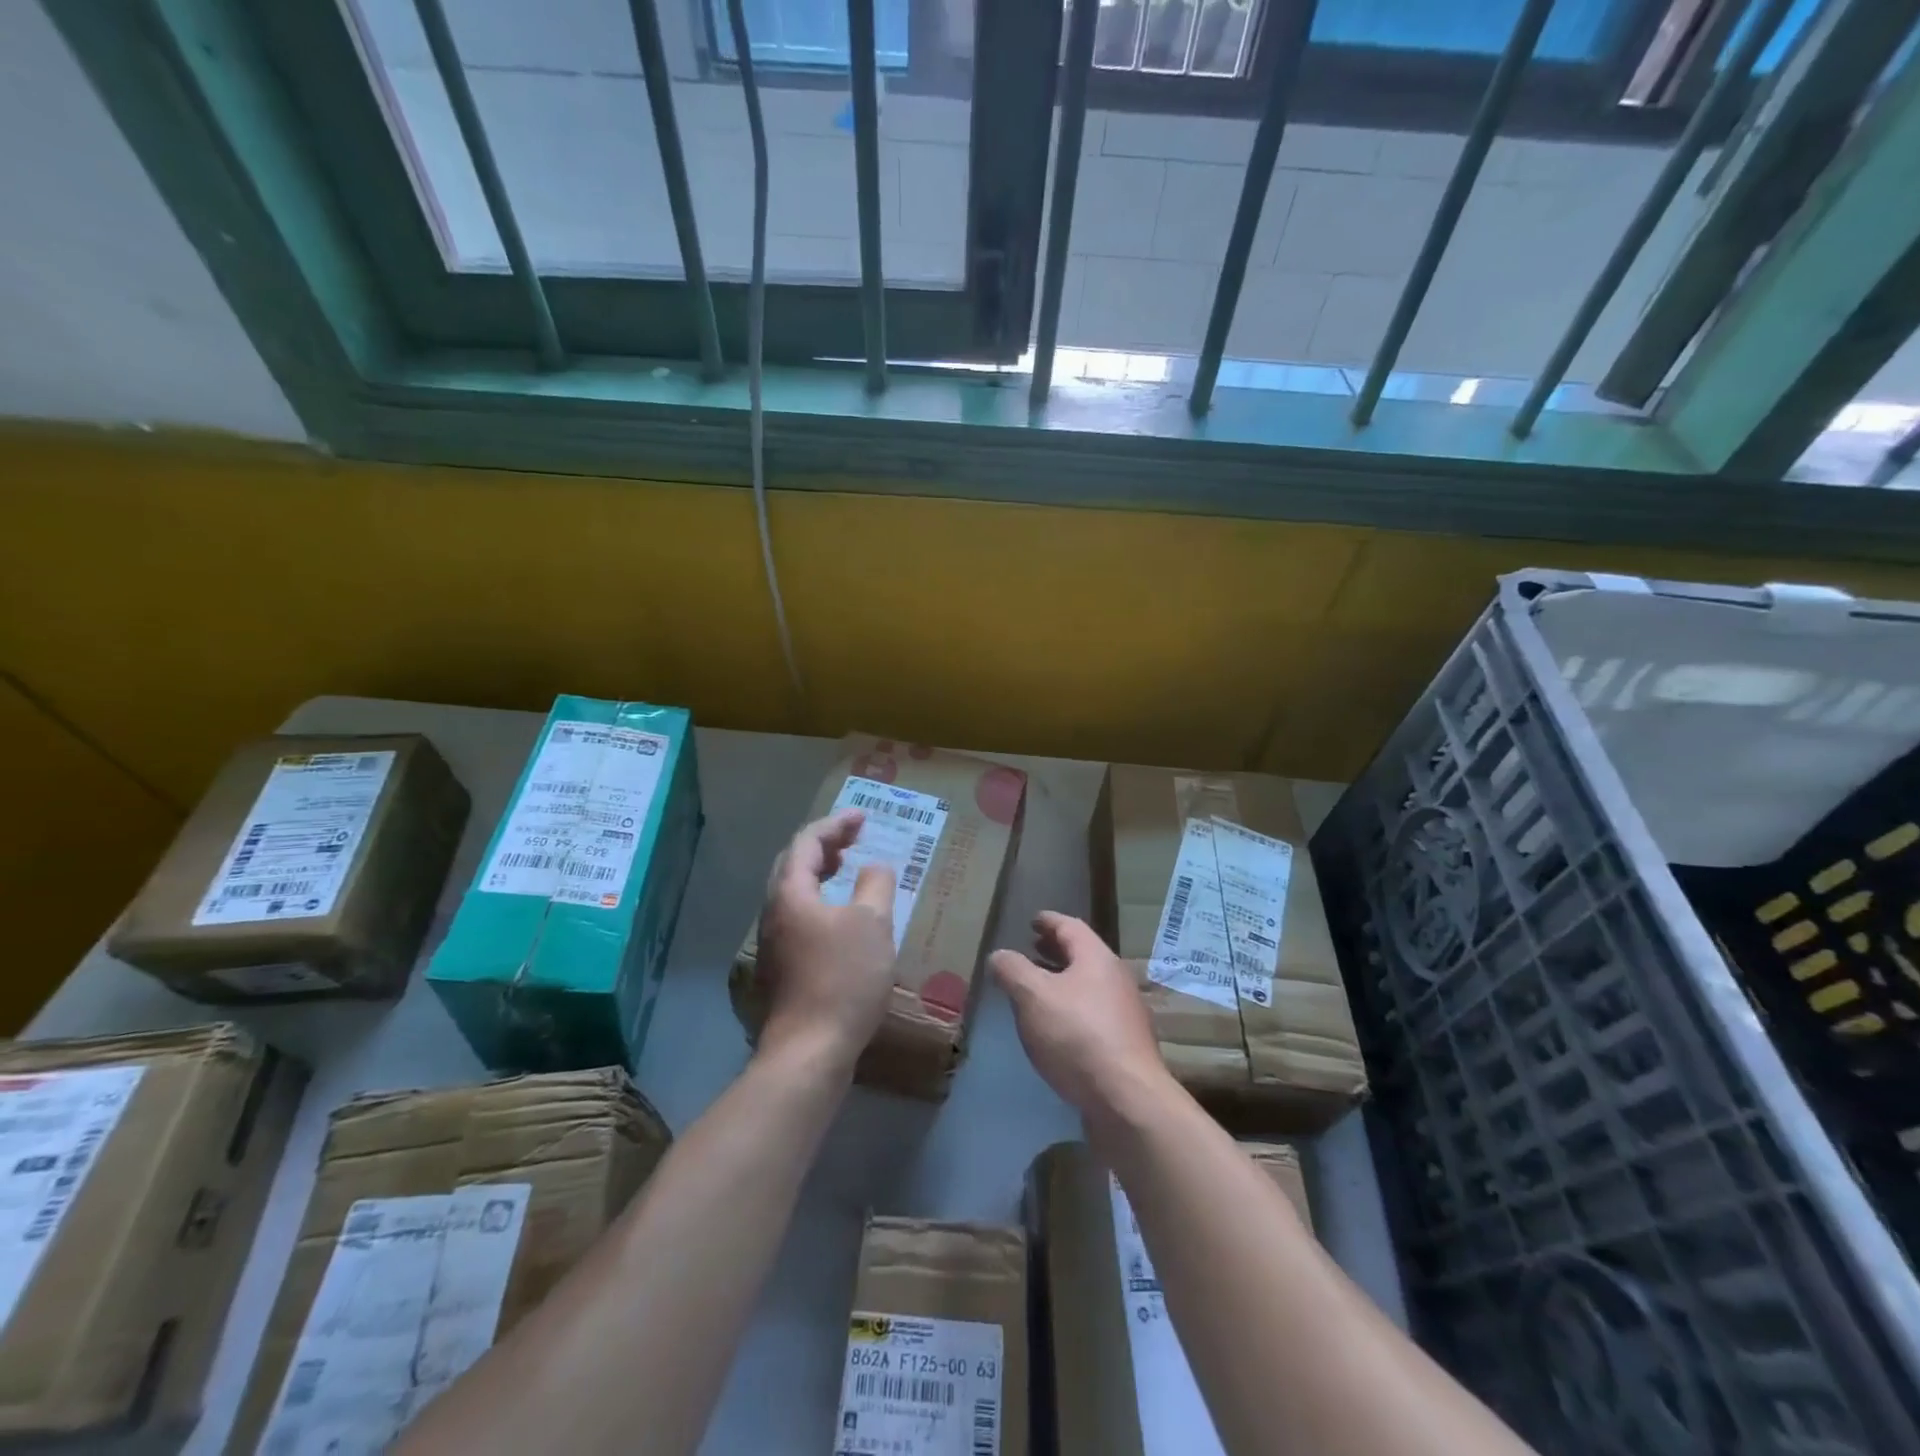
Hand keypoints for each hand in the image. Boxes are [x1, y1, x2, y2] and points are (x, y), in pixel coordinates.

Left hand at [755, 809, 897, 1068]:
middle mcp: (774, 911)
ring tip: (847, 867)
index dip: (835, 824)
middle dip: (824, 844)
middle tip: (854, 837)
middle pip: (793, 863)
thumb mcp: (872, 924)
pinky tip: (841, 915)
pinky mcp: (782, 965)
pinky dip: (820, 899)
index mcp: (791, 893)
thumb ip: (876, 885)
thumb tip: (874, 868)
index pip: (807, 842)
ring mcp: (774, 941)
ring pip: (793, 891)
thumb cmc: (843, 978)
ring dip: (820, 872)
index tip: (863, 817)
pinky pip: (798, 914)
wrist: (810, 1050)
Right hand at [989, 912, 1170, 1117]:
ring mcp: (1125, 1012)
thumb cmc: (1077, 1036)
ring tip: (1038, 988)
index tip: (1033, 920)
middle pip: (1083, 954)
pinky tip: (1056, 1027)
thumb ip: (1012, 971)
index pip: (1070, 927)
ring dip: (1063, 980)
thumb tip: (999, 955)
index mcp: (1096, 958)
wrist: (1127, 1099)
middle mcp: (1115, 978)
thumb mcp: (1033, 997)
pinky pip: (1093, 1012)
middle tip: (1033, 948)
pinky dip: (1071, 1007)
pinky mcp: (1125, 1044)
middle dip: (1056, 950)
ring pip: (1088, 985)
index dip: (1049, 921)